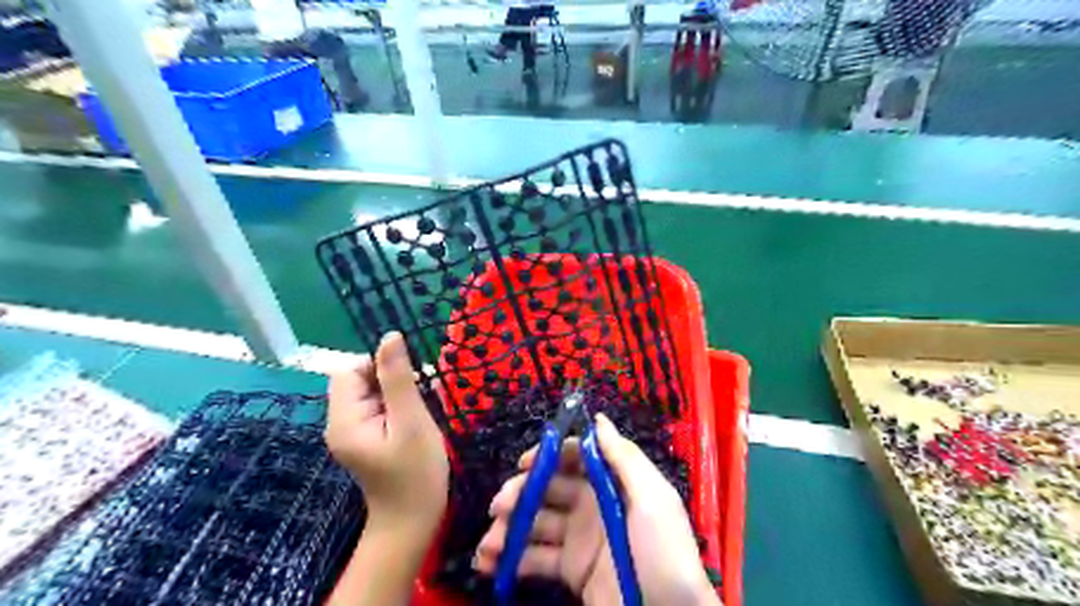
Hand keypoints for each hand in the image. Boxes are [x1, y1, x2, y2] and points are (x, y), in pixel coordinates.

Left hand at [325, 328, 452, 537]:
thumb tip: (390, 336)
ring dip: (397, 392)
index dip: (378, 366)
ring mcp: (352, 433)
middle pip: (358, 381)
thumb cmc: (416, 472)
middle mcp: (340, 424)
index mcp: (344, 420)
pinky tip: (415, 420)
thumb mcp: (411, 420)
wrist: (413, 521)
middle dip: (390, 380)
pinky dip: (397, 406)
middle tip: (419, 398)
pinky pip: (378, 408)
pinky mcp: (365, 439)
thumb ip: (398, 378)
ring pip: (371, 393)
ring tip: (419, 412)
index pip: (349, 371)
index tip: (409, 381)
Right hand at [475, 414, 714, 603]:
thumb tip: (598, 419)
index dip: (549, 456)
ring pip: (536, 523)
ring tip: (487, 546)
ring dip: (508, 529)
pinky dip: (510, 560)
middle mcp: (592, 504)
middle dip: (521, 493)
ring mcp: (579, 537)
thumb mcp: (653, 500)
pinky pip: (535, 558)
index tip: (524, 463)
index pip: (575, 458)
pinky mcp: (571, 570)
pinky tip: (489, 564)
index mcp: (612, 483)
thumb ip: (624, 458)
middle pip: (549, 488)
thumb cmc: (664, 552)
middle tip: (499, 507)